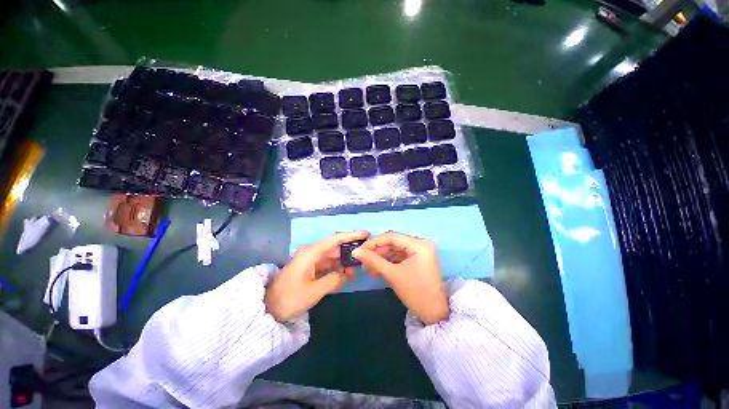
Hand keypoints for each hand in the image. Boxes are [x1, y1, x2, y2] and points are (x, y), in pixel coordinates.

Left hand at [265, 231, 369, 321]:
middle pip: (336, 247)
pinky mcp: (310, 268)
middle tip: (366, 255)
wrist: (268, 308)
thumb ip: (334, 279)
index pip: (335, 239)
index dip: (351, 235)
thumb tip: (347, 273)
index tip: (366, 234)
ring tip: (358, 269)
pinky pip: (328, 264)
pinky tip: (346, 275)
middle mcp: (312, 252)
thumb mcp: (313, 291)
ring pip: (333, 256)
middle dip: (351, 251)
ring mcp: (311, 260)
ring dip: (345, 261)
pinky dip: (337, 268)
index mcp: (311, 252)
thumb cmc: (289, 298)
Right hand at [352, 232, 448, 324]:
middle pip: (393, 242)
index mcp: (419, 245)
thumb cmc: (416, 293)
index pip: (392, 237)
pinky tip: (377, 270)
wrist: (434, 314)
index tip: (359, 250)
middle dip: (377, 251)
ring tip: (368, 268)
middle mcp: (421, 244)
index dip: (374, 242)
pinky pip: (399, 256)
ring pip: (395, 249)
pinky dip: (388, 262)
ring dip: (381, 257)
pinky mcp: (417, 259)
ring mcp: (419, 251)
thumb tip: (356, 251)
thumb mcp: (392, 275)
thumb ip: (373, 260)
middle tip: (362, 260)